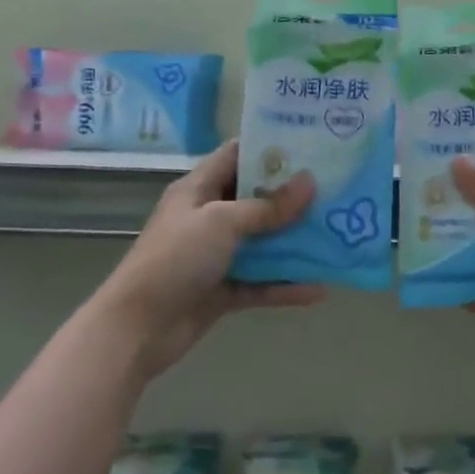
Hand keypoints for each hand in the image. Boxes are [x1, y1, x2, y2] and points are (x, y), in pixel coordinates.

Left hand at [94, 141, 324, 379]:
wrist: (137, 328)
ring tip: (337, 234)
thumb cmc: (175, 259)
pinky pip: (261, 282)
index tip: (311, 144)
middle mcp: (209, 216)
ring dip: (294, 241)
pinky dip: (286, 285)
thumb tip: (310, 182)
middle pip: (256, 198)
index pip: (236, 155)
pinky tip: (320, 289)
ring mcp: (216, 255)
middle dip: (293, 196)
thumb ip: (267, 206)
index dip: (270, 147)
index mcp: (199, 189)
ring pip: (262, 242)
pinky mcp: (223, 290)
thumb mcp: (222, 222)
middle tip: (336, 188)